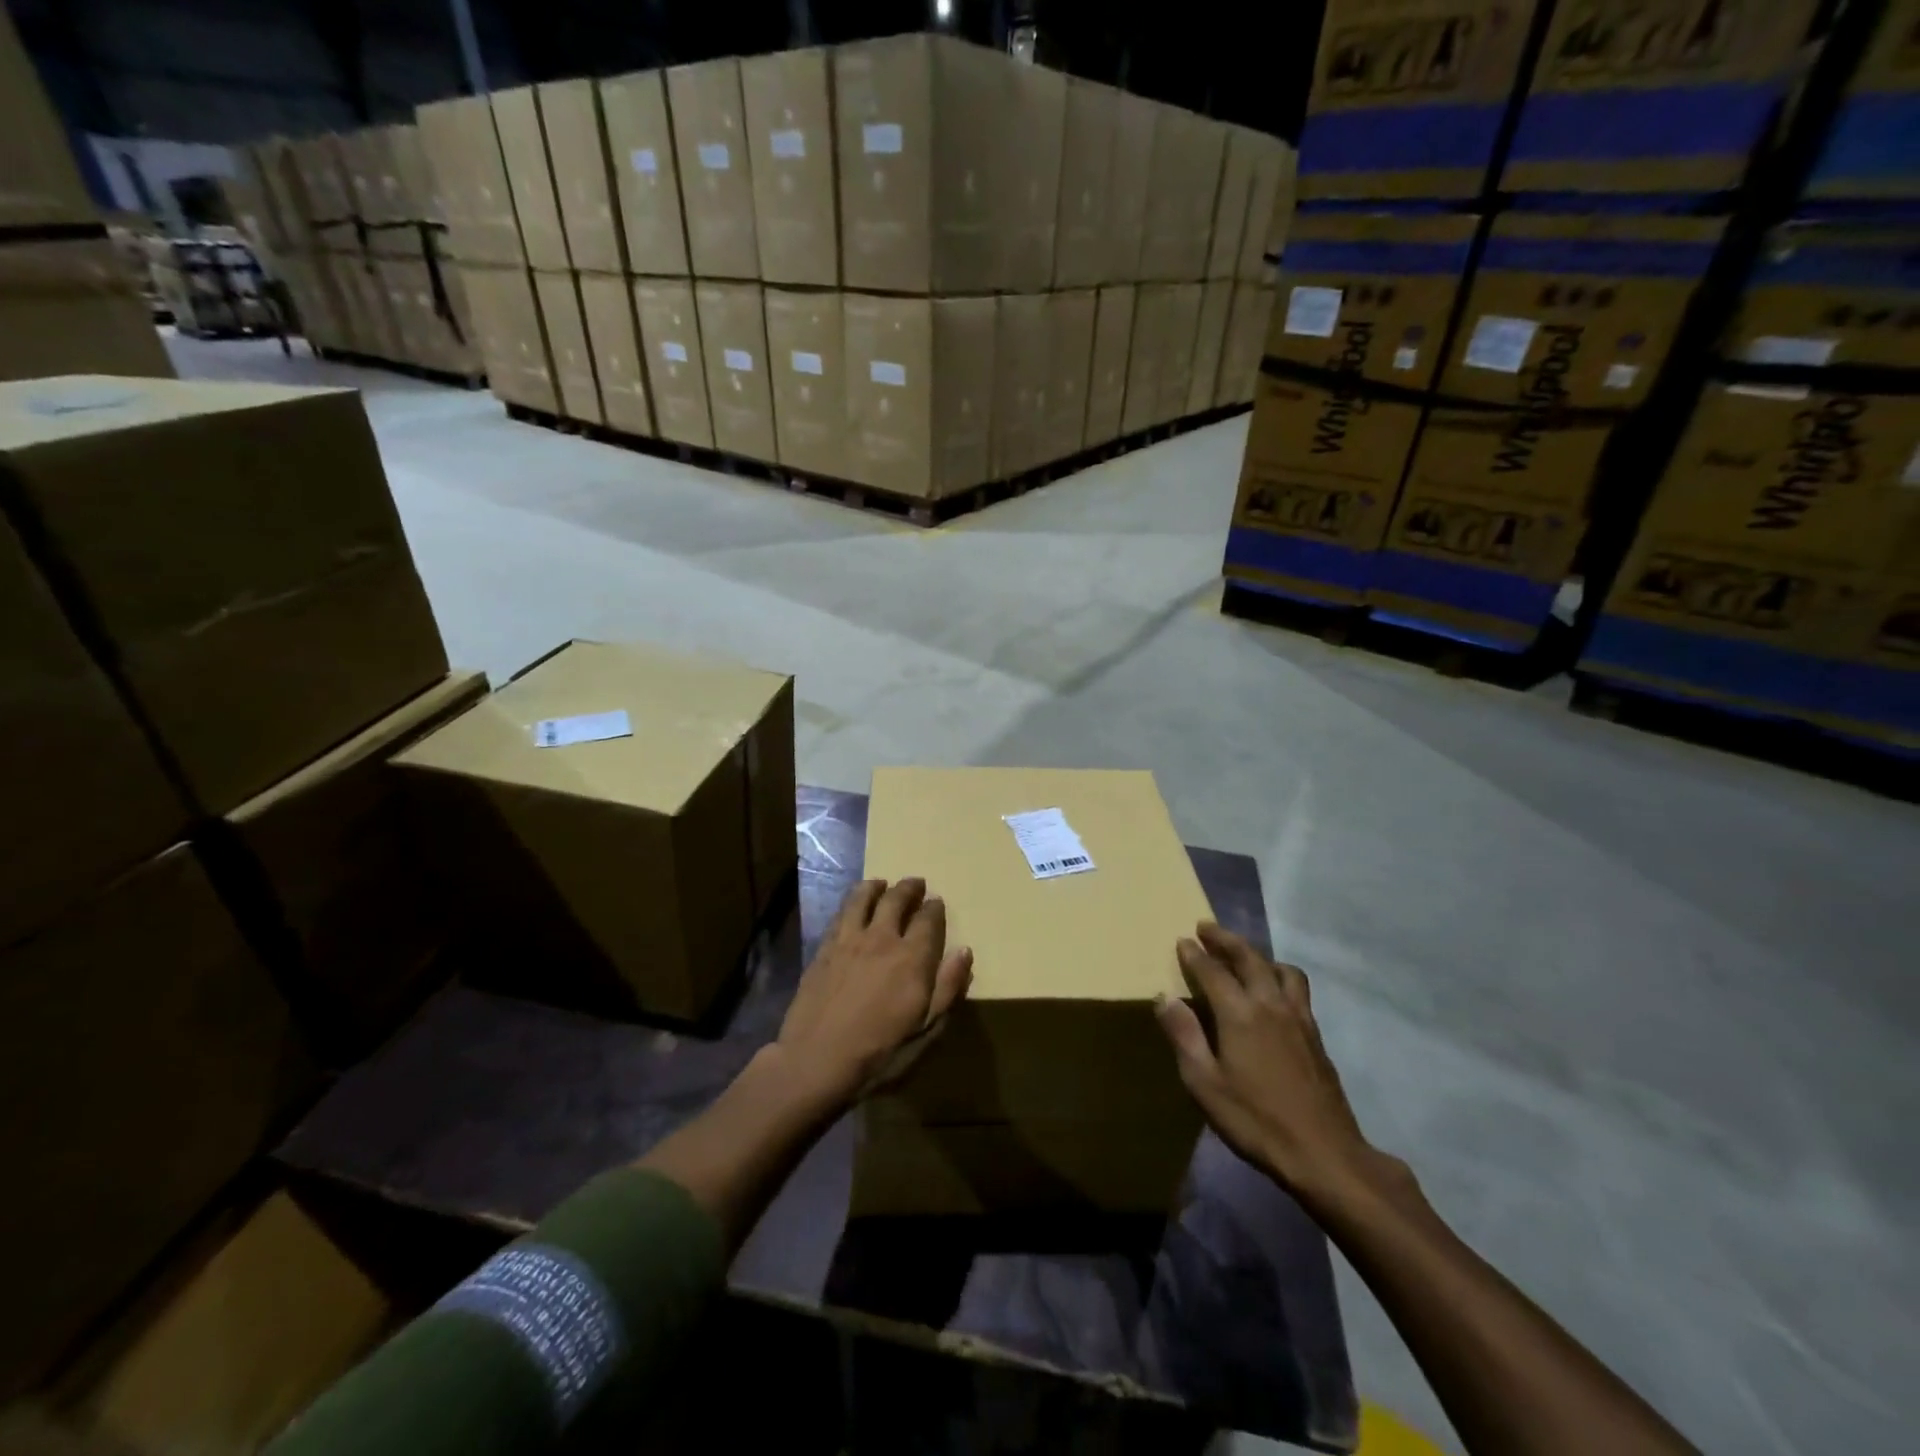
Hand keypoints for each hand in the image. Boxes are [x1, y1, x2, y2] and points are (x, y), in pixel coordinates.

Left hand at [777, 878, 973, 1104]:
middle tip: (915, 883)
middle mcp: (881, 938)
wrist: (815, 1061)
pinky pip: (840, 914)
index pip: (928, 920)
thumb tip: (964, 952)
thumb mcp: (926, 1030)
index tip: (937, 902)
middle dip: (908, 889)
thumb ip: (947, 988)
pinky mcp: (823, 949)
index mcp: (912, 957)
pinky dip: (850, 903)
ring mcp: (848, 941)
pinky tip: (851, 907)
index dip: (934, 908)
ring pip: (862, 899)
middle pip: (895, 900)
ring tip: (881, 883)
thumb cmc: (880, 1054)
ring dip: (875, 887)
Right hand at [1156, 923, 1391, 1207]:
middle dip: (1226, 939)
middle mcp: (1271, 1004)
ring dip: (1258, 955)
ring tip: (1244, 957)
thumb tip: (1165, 997)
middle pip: (1249, 958)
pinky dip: (1279, 976)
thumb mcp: (1205, 1083)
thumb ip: (1184, 1036)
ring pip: (1280, 969)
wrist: (1324, 1153)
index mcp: (1240, 1013)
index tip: (1182, 940)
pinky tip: (1273, 993)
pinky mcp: (1316, 1035)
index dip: (1195, 954)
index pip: (1213, 971)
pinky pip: (1296, 989)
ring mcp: (1299, 1018)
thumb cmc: (1256, 1120)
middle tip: (1206, 928)